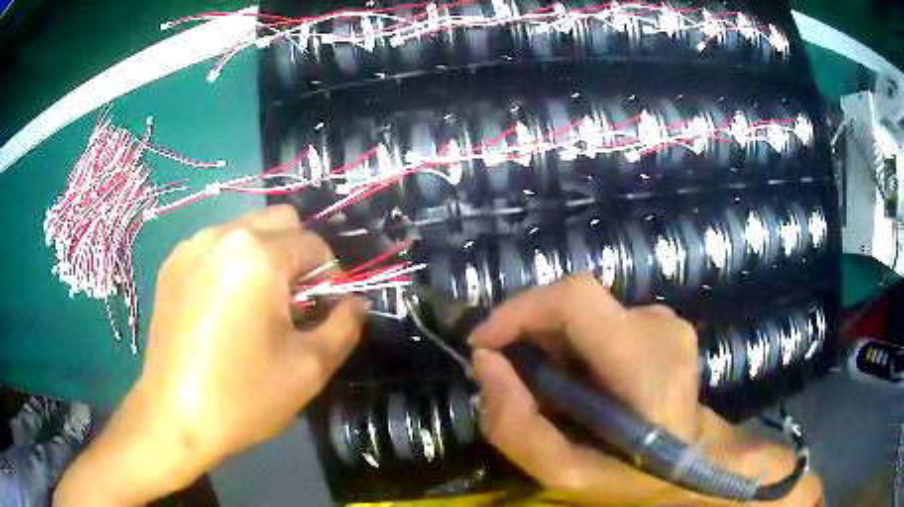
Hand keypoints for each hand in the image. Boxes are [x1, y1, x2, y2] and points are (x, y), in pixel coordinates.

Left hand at [55, 205, 366, 505]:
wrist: (174, 417)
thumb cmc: (243, 396)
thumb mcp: (309, 368)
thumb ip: (344, 326)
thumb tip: (355, 303)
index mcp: (258, 256)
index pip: (314, 244)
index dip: (330, 276)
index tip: (325, 311)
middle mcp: (222, 236)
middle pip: (280, 221)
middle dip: (297, 255)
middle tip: (292, 303)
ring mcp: (191, 247)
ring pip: (245, 231)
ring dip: (263, 258)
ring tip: (255, 307)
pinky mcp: (172, 265)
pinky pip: (214, 247)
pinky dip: (231, 265)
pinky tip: (222, 308)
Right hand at [470, 273, 822, 505]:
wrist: (695, 463)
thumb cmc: (635, 477)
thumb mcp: (568, 475)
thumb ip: (518, 428)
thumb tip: (486, 365)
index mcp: (646, 364)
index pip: (577, 298)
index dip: (522, 308)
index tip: (484, 343)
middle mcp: (660, 327)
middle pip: (575, 304)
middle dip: (530, 335)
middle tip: (514, 382)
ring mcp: (665, 321)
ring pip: (585, 316)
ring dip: (553, 346)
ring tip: (552, 394)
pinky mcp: (661, 323)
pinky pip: (601, 323)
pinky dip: (575, 348)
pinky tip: (582, 386)